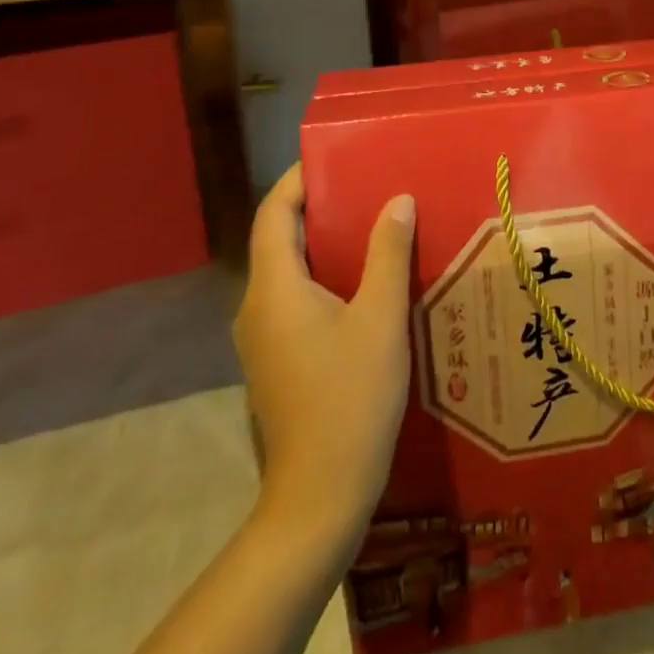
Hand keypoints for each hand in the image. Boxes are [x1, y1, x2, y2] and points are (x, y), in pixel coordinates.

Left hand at [234, 164, 415, 546]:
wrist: (319, 496)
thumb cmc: (350, 398)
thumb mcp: (380, 318)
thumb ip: (387, 253)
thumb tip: (397, 200)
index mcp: (274, 289)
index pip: (273, 214)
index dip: (297, 180)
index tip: (334, 157)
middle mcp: (256, 307)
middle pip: (278, 238)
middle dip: (317, 206)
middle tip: (367, 185)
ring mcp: (262, 337)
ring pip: (287, 270)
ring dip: (323, 242)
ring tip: (373, 224)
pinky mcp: (275, 359)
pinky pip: (293, 297)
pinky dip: (323, 274)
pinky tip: (364, 280)